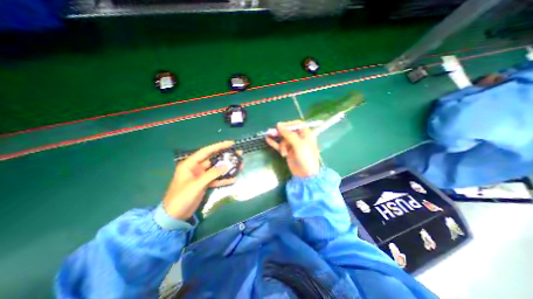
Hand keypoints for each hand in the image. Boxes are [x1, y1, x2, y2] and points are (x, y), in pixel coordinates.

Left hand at [161, 142, 238, 220]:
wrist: (174, 216)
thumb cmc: (181, 197)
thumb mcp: (197, 185)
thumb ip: (212, 174)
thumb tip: (226, 165)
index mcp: (190, 164)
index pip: (206, 151)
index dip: (219, 146)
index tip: (231, 143)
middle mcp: (196, 168)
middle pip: (214, 159)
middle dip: (226, 157)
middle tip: (239, 154)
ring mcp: (201, 176)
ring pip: (217, 169)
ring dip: (227, 168)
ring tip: (239, 165)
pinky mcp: (205, 184)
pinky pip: (216, 179)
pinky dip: (224, 179)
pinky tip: (233, 179)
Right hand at [267, 120, 319, 176]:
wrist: (306, 174)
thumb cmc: (306, 158)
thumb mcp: (298, 144)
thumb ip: (288, 134)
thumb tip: (278, 125)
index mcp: (305, 134)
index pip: (296, 124)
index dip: (288, 124)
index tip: (279, 126)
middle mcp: (299, 138)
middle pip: (288, 131)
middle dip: (281, 133)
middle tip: (271, 132)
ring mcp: (293, 145)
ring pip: (283, 139)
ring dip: (281, 145)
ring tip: (283, 153)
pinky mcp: (288, 151)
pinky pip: (279, 145)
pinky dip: (274, 143)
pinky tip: (267, 139)